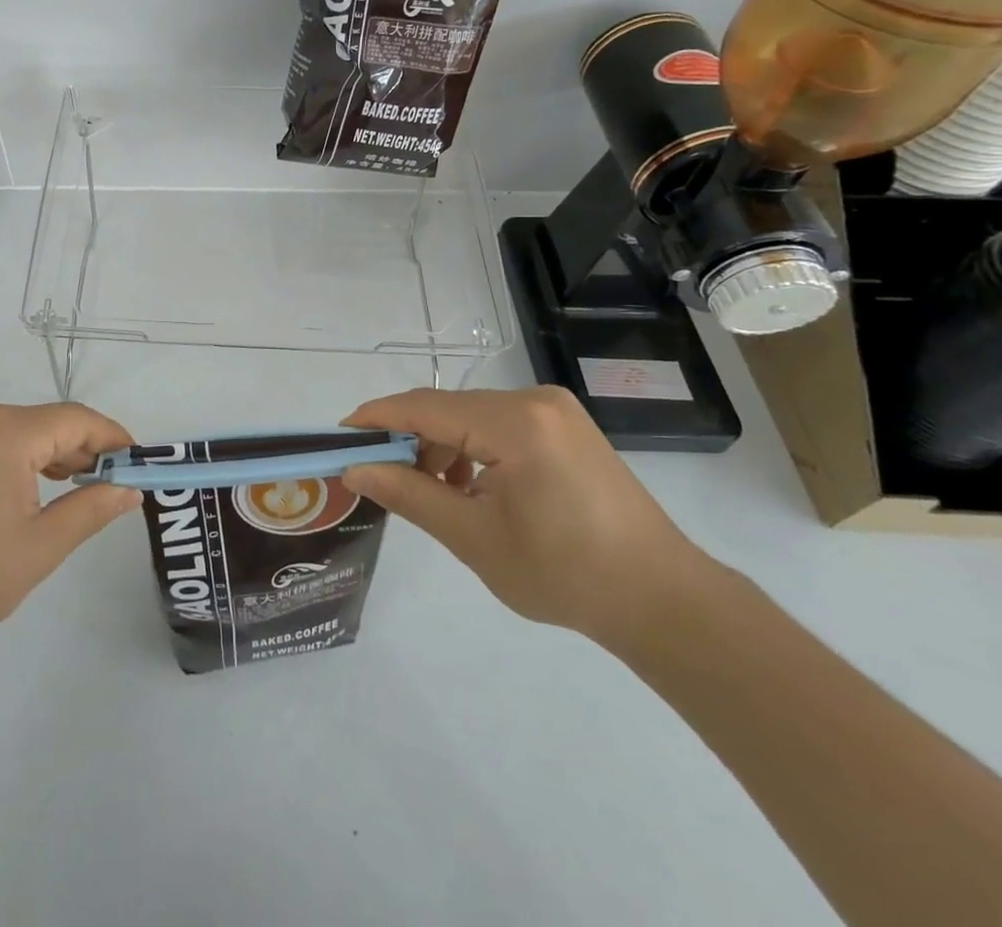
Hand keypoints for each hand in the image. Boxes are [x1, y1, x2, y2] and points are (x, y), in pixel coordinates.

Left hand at [0, 398, 140, 669]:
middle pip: (49, 421)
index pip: (77, 420)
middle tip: (112, 486)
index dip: (113, 438)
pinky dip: (23, 457)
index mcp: (5, 431)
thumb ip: (92, 510)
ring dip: (54, 455)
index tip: (138, 463)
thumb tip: (130, 490)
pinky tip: (35, 489)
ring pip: (23, 429)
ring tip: (79, 492)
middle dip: (84, 450)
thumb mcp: (40, 547)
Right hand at [341, 387, 717, 648]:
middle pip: (447, 409)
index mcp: (515, 422)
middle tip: (377, 476)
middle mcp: (534, 400)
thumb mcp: (474, 538)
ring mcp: (553, 410)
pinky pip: (497, 425)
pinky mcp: (564, 426)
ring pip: (470, 416)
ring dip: (439, 447)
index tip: (337, 438)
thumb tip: (355, 469)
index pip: (424, 407)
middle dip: (407, 439)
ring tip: (428, 492)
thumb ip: (409, 494)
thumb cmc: (565, 574)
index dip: (375, 419)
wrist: (664, 601)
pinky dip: (471, 449)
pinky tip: (468, 487)